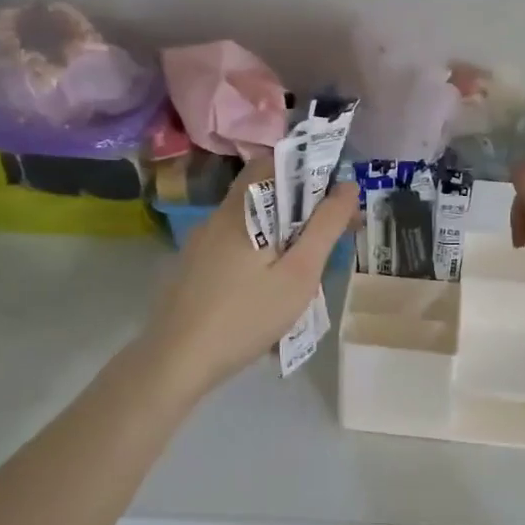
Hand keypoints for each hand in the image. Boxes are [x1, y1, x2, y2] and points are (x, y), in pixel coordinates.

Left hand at [142, 159, 358, 398]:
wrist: (176, 361)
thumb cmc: (246, 315)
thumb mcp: (299, 274)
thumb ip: (325, 227)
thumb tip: (347, 186)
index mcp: (242, 209)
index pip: (273, 163)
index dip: (306, 172)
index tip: (333, 199)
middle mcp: (216, 217)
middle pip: (262, 195)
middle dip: (297, 210)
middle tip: (325, 241)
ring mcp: (199, 244)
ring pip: (248, 224)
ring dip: (278, 237)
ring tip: (301, 273)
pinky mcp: (191, 269)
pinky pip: (232, 248)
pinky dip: (255, 257)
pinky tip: (264, 293)